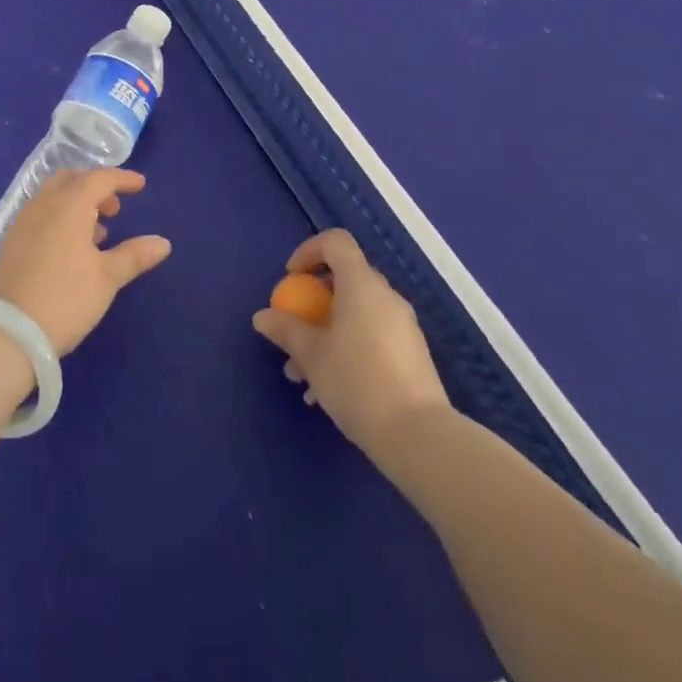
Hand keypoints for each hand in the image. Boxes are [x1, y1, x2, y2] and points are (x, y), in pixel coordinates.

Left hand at [0, 169, 170, 355]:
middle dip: (96, 186)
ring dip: (77, 202)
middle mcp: (44, 204)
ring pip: (54, 196)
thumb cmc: (64, 299)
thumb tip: (163, 243)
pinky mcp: (11, 241)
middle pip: (72, 180)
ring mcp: (23, 221)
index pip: (99, 178)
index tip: (140, 185)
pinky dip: (60, 216)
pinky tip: (70, 247)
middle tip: (115, 207)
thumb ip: (134, 256)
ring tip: (98, 231)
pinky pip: (41, 213)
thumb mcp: (106, 279)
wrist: (4, 331)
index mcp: (70, 205)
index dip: (122, 178)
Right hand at [251, 229, 451, 460]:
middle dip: (313, 304)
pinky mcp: (411, 356)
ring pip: (356, 315)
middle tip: (293, 332)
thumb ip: (286, 330)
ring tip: (302, 376)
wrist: (419, 438)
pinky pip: (371, 338)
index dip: (309, 251)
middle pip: (344, 281)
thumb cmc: (357, 382)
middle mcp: (386, 298)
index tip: (292, 278)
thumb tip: (263, 317)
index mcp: (362, 285)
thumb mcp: (311, 355)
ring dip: (325, 335)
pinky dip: (346, 350)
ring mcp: (403, 327)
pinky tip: (327, 392)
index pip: (336, 243)